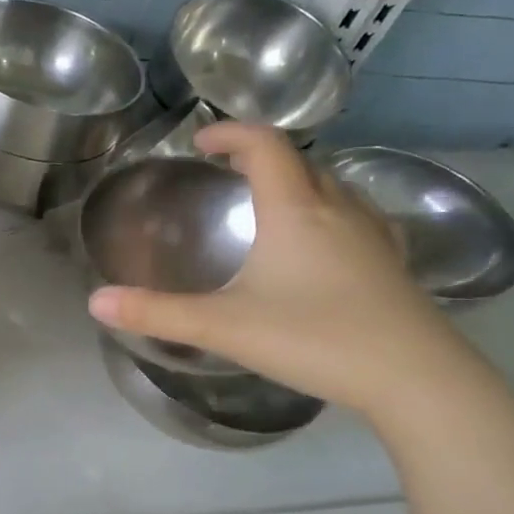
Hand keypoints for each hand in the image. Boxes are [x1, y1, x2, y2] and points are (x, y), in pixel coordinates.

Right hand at [87, 122, 473, 420]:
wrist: (418, 380)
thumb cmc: (316, 339)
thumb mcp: (224, 327)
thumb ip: (156, 313)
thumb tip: (96, 302)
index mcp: (295, 210)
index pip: (265, 145)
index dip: (231, 133)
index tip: (200, 142)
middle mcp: (337, 210)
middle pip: (300, 161)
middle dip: (261, 156)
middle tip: (228, 171)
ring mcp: (373, 237)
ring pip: (333, 187)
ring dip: (298, 181)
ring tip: (270, 201)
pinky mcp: (394, 265)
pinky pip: (357, 216)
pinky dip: (330, 211)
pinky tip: (325, 242)